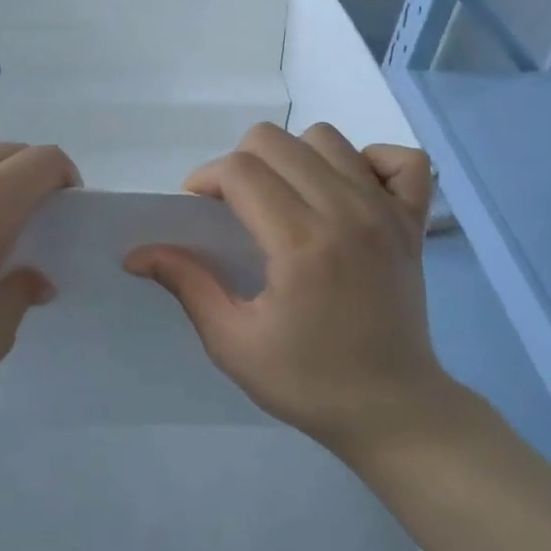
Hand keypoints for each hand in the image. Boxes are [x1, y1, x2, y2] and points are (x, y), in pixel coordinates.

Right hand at [124, 122, 449, 460]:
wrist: (393, 412)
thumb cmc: (308, 382)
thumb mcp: (233, 343)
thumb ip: (188, 285)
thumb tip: (136, 254)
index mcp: (301, 244)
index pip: (239, 170)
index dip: (205, 179)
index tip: (198, 211)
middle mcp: (347, 213)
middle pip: (276, 141)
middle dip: (239, 163)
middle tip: (235, 208)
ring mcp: (387, 212)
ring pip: (327, 138)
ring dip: (293, 158)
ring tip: (284, 199)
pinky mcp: (413, 221)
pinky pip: (400, 158)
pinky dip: (368, 161)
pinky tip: (347, 191)